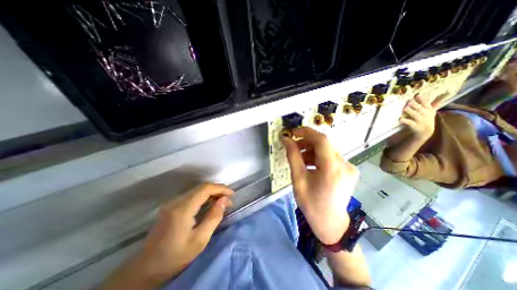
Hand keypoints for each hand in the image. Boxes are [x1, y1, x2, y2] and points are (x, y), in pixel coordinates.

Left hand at [134, 184, 231, 282]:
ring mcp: (172, 203)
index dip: (220, 188)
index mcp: (183, 208)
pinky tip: (209, 205)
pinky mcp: (171, 207)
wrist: (145, 269)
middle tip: (228, 200)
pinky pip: (191, 196)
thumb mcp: (200, 240)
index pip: (205, 189)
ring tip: (222, 202)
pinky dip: (203, 197)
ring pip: (197, 191)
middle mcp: (176, 201)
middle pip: (201, 187)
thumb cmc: (175, 257)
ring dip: (211, 193)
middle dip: (218, 190)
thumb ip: (214, 217)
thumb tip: (225, 200)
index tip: (232, 194)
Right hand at [282, 127, 359, 244]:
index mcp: (332, 168)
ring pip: (327, 149)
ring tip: (300, 158)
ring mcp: (349, 167)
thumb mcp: (298, 179)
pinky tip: (310, 164)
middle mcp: (344, 164)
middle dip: (306, 142)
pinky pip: (331, 156)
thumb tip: (286, 140)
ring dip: (312, 150)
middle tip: (293, 146)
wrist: (331, 223)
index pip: (321, 140)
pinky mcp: (348, 170)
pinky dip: (319, 156)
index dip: (306, 132)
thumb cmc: (311, 204)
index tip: (292, 133)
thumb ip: (293, 157)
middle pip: (324, 144)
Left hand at [401, 92, 437, 138]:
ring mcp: (420, 120)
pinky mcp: (414, 126)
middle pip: (419, 108)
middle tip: (408, 101)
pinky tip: (400, 118)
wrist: (425, 132)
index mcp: (429, 110)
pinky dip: (404, 120)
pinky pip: (409, 122)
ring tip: (404, 108)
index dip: (421, 99)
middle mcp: (425, 114)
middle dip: (414, 104)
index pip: (426, 103)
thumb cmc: (426, 119)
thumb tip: (446, 92)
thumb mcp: (431, 111)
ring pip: (414, 114)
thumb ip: (434, 103)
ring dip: (409, 111)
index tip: (417, 95)